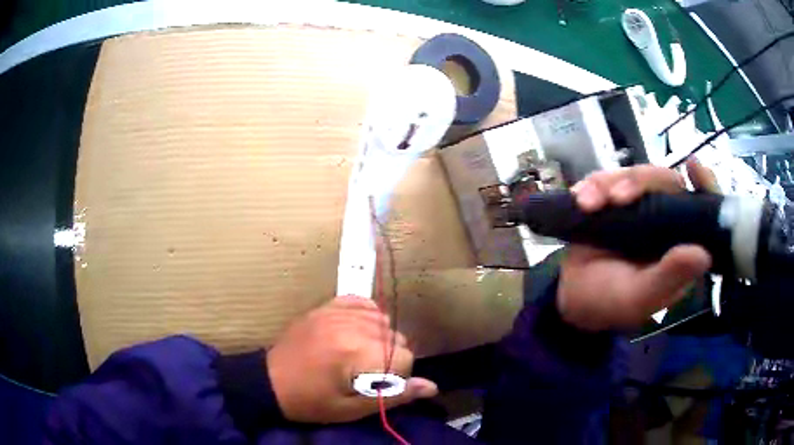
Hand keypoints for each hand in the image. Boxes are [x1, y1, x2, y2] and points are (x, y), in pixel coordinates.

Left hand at [266, 296, 437, 422]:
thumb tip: (432, 387)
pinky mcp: (326, 306)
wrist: (269, 382)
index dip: (397, 377)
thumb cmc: (310, 401)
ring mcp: (336, 311)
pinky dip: (367, 315)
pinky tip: (357, 331)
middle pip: (397, 337)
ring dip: (380, 339)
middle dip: (390, 358)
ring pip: (383, 320)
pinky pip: (362, 302)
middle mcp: (350, 325)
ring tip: (360, 355)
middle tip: (366, 373)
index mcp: (355, 352)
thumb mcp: (351, 408)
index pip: (404, 357)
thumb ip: (393, 397)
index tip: (376, 386)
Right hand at [558, 162, 714, 330]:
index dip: (704, 185)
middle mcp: (664, 221)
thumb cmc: (609, 303)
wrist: (571, 298)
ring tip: (588, 204)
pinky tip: (579, 200)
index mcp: (679, 245)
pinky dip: (592, 186)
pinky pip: (606, 179)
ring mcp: (638, 208)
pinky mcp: (613, 200)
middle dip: (639, 182)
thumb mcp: (639, 297)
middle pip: (663, 181)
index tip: (693, 166)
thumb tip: (703, 254)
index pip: (701, 208)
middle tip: (616, 198)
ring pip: (633, 175)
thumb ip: (668, 277)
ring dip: (608, 184)